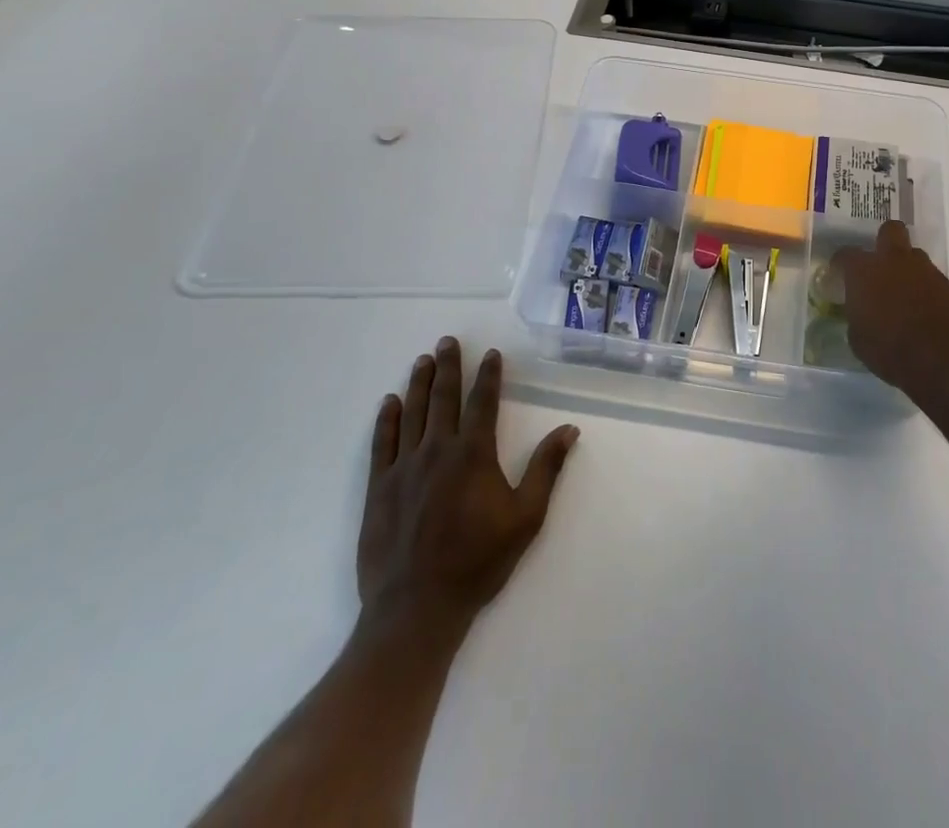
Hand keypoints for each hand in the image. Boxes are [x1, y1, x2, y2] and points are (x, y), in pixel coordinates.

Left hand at [357, 337, 578, 632]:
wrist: (416, 608)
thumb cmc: (478, 562)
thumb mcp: (525, 518)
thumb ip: (546, 469)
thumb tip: (569, 428)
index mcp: (473, 454)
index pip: (482, 402)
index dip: (488, 375)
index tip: (491, 354)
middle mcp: (437, 450)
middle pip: (443, 397)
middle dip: (448, 366)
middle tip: (448, 341)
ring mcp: (404, 467)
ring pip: (412, 413)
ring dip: (419, 383)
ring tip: (423, 360)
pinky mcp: (379, 488)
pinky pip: (382, 443)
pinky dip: (387, 419)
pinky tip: (390, 402)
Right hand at [834, 221, 948, 408]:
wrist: (945, 359)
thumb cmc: (891, 350)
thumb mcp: (859, 340)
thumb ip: (857, 316)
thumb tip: (860, 312)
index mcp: (864, 271)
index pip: (846, 254)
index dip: (841, 263)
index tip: (839, 275)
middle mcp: (894, 261)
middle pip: (890, 231)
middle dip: (884, 242)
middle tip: (879, 265)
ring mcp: (925, 270)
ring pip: (913, 255)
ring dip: (906, 268)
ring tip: (902, 293)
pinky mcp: (948, 285)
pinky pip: (930, 278)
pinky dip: (924, 288)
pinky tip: (921, 309)